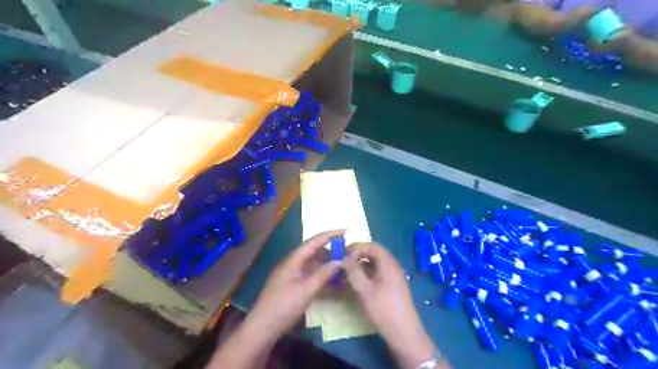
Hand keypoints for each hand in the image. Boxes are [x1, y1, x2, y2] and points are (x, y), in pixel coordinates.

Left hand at [244, 231, 342, 342]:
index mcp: (293, 259)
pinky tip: (329, 278)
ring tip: (340, 265)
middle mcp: (291, 263)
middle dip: (329, 249)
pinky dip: (319, 272)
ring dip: (325, 262)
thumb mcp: (307, 289)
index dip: (330, 235)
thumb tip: (340, 260)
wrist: (263, 327)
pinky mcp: (290, 284)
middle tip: (345, 252)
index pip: (314, 241)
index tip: (345, 230)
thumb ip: (324, 273)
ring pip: (311, 262)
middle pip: (312, 250)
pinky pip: (308, 272)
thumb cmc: (285, 305)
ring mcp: (290, 273)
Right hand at [345, 242, 435, 368]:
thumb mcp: (364, 289)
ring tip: (349, 274)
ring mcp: (394, 276)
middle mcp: (393, 266)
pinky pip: (379, 273)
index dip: (357, 247)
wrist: (404, 333)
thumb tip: (344, 257)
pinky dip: (368, 274)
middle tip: (345, 263)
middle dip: (358, 255)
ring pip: (376, 264)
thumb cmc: (383, 309)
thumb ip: (353, 271)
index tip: (343, 254)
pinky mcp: (394, 287)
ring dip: (362, 265)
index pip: (372, 246)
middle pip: (374, 253)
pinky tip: (360, 284)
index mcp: (388, 263)